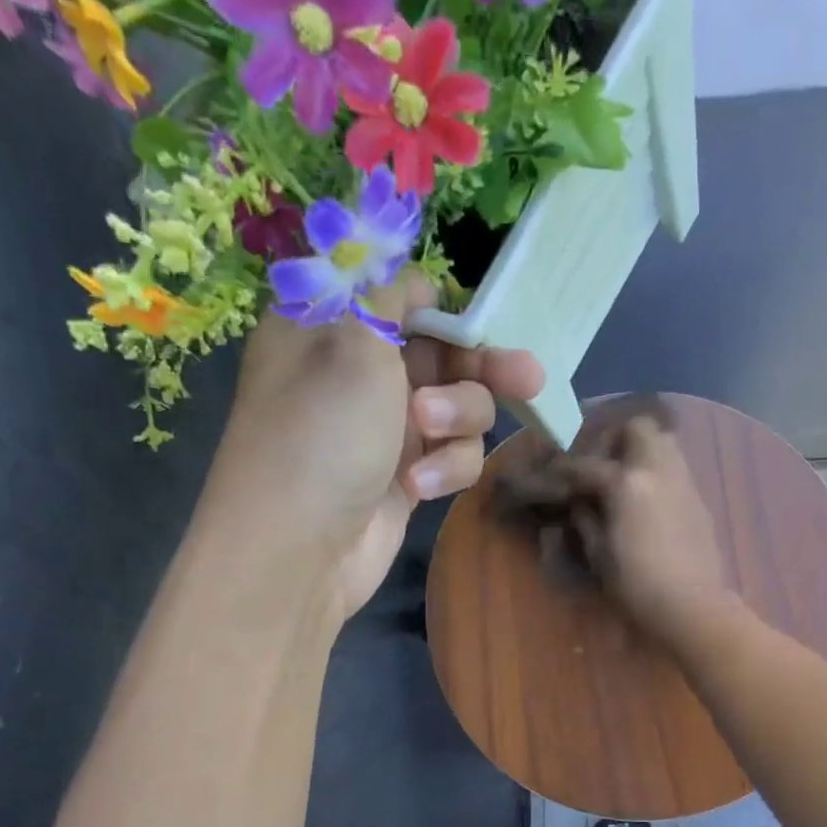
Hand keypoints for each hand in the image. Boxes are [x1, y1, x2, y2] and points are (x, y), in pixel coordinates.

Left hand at [206, 272, 543, 620]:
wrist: (298, 549)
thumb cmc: (322, 431)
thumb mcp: (354, 342)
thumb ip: (391, 297)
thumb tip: (410, 278)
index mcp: (334, 328)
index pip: (404, 300)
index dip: (444, 310)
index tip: (475, 323)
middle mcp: (361, 374)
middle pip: (446, 355)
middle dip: (483, 367)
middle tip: (528, 378)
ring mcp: (386, 429)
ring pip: (460, 408)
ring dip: (457, 419)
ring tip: (429, 433)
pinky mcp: (407, 476)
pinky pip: (452, 456)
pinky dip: (444, 467)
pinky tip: (419, 486)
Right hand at [568, 415, 735, 651]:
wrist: (692, 606)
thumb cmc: (637, 585)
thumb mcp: (599, 554)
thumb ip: (586, 521)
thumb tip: (580, 505)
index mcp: (626, 483)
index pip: (586, 464)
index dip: (564, 468)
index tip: (552, 474)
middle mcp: (657, 470)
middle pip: (637, 427)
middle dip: (614, 438)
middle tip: (599, 464)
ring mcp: (682, 481)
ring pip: (663, 441)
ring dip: (640, 449)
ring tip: (623, 477)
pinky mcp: (698, 498)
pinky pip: (675, 467)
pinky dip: (657, 471)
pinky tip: (646, 499)